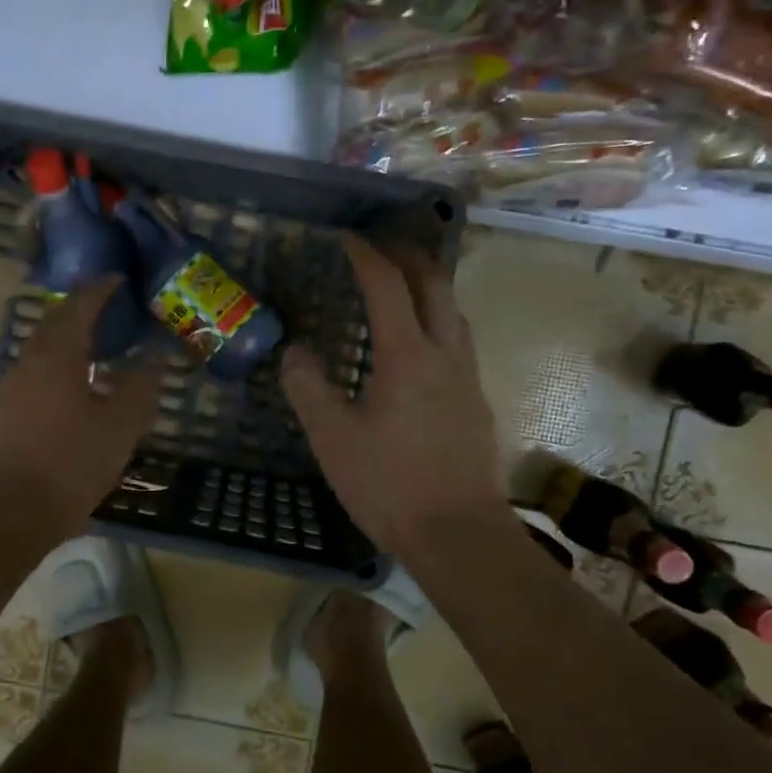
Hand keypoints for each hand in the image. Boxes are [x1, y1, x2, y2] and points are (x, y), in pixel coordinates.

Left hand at [0, 277, 159, 531]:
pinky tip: (68, 396)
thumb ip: (140, 386)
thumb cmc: (71, 464)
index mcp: (57, 356)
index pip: (79, 306)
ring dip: (65, 343)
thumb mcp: (120, 426)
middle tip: (106, 309)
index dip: (100, 289)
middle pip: (52, 324)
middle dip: (79, 311)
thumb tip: (155, 357)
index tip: (119, 279)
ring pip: (39, 353)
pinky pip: (31, 379)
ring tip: (93, 353)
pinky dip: (53, 372)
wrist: (8, 514)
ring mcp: (7, 391)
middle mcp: (26, 364)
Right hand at [282, 235, 509, 559]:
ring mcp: (467, 378)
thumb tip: (295, 351)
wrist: (458, 534)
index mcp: (407, 356)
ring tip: (400, 289)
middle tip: (380, 250)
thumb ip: (308, 388)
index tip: (347, 239)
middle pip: (435, 283)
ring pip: (454, 311)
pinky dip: (438, 321)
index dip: (366, 255)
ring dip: (428, 287)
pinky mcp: (476, 402)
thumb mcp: (332, 438)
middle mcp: (445, 353)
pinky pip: (459, 341)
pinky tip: (418, 348)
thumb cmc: (389, 485)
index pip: (388, 285)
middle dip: (408, 256)